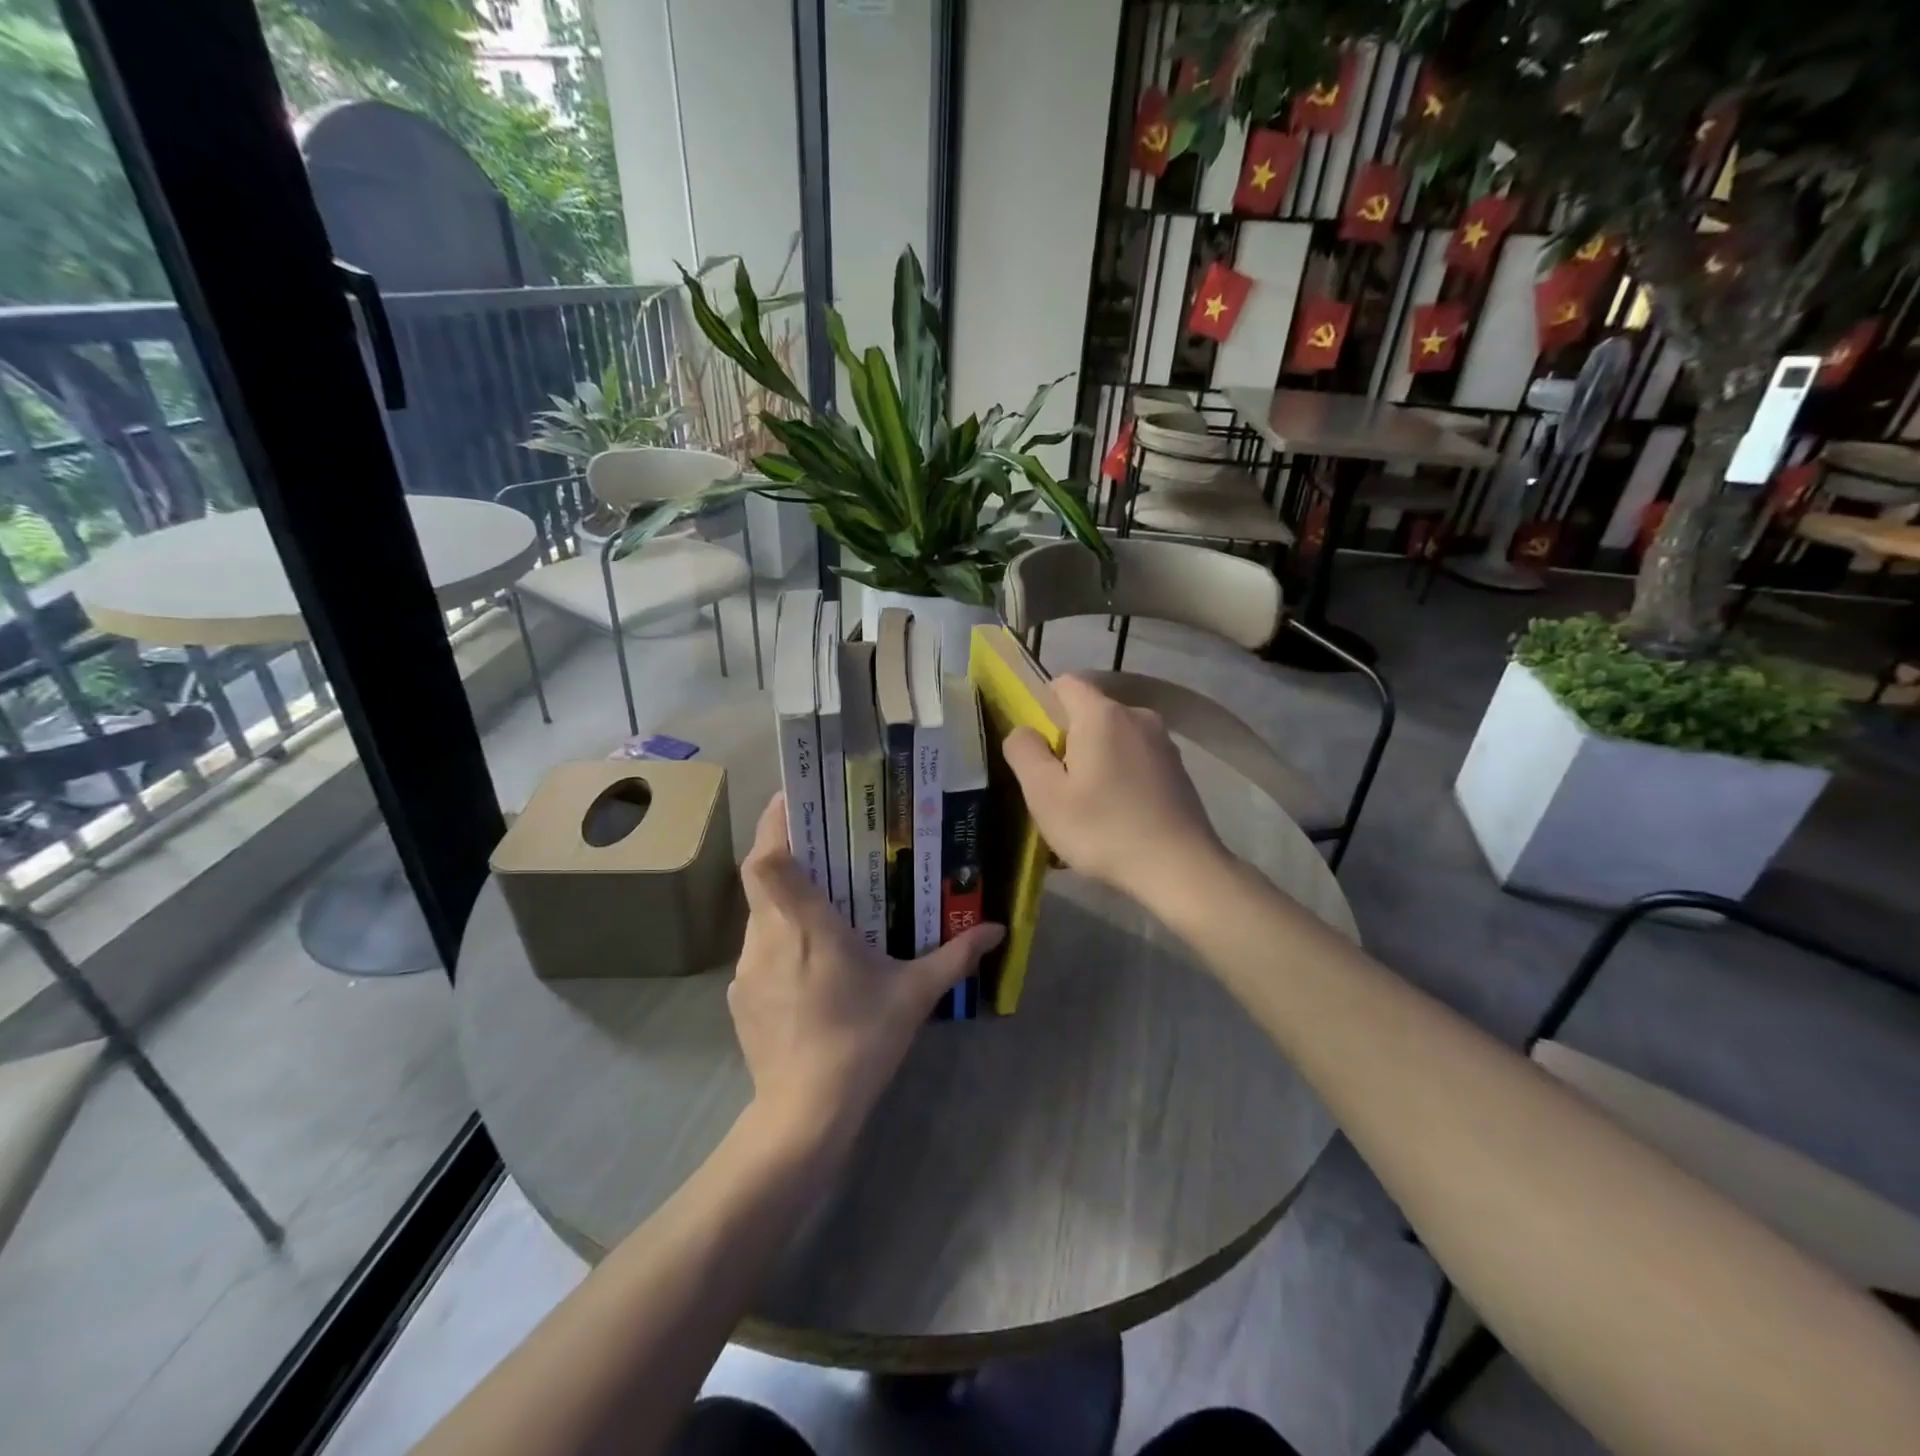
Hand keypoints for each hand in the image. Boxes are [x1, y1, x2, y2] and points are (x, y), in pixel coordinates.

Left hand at [730, 795, 1003, 1149]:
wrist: (804, 1114)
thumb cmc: (860, 1039)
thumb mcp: (914, 993)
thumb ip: (955, 956)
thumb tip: (998, 929)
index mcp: (803, 923)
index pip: (767, 857)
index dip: (773, 823)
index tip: (793, 799)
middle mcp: (765, 936)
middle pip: (761, 879)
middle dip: (787, 858)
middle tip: (823, 851)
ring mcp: (745, 970)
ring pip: (760, 917)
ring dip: (786, 905)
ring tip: (823, 913)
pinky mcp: (738, 999)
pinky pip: (757, 953)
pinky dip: (779, 944)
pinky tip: (810, 970)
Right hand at [1001, 674, 1227, 905]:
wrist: (1180, 869)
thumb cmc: (1103, 829)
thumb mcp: (1045, 795)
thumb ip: (1024, 752)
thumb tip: (1023, 731)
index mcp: (1102, 714)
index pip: (1064, 683)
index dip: (1042, 706)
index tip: (1036, 748)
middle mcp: (1137, 715)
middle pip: (1089, 712)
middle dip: (1068, 740)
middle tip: (1056, 786)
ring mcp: (1163, 742)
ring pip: (1114, 737)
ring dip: (1095, 760)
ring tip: (1087, 806)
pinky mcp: (1178, 769)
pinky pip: (1135, 758)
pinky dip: (1121, 775)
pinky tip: (1118, 814)